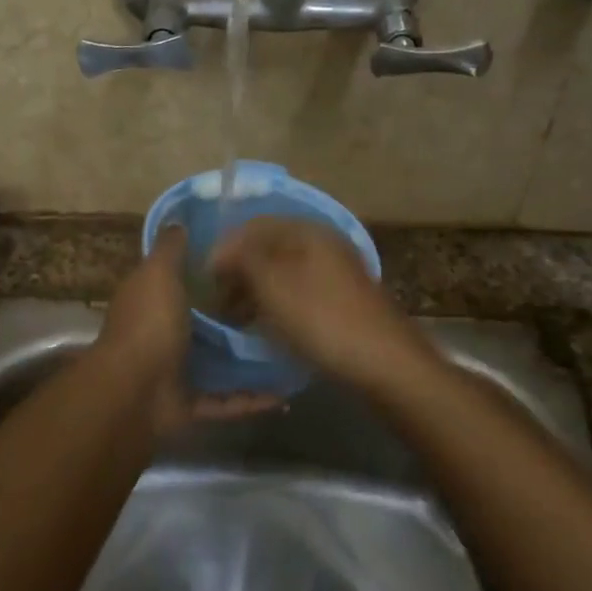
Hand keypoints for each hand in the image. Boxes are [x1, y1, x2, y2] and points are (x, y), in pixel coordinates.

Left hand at [96, 228, 274, 431]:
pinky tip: (284, 393)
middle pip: (203, 322)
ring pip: (217, 363)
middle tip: (277, 305)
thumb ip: (170, 249)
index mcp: (151, 302)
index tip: (247, 262)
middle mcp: (162, 335)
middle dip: (234, 317)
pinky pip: (226, 402)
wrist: (134, 393)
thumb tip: (178, 221)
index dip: (207, 270)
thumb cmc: (149, 324)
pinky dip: (251, 400)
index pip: (179, 280)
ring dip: (247, 359)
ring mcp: (175, 372)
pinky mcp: (190, 404)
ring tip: (286, 348)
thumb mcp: (158, 274)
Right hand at [208, 217, 430, 386]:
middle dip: (240, 272)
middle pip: (269, 248)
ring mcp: (336, 271)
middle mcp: (324, 243)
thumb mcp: (273, 285)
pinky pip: (299, 291)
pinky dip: (278, 303)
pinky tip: (268, 326)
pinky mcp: (343, 299)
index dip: (224, 250)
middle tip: (219, 304)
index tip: (205, 282)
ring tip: (238, 319)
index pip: (253, 226)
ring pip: (283, 271)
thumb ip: (242, 258)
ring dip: (256, 290)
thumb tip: (221, 250)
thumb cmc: (322, 320)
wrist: (385, 364)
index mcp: (307, 231)